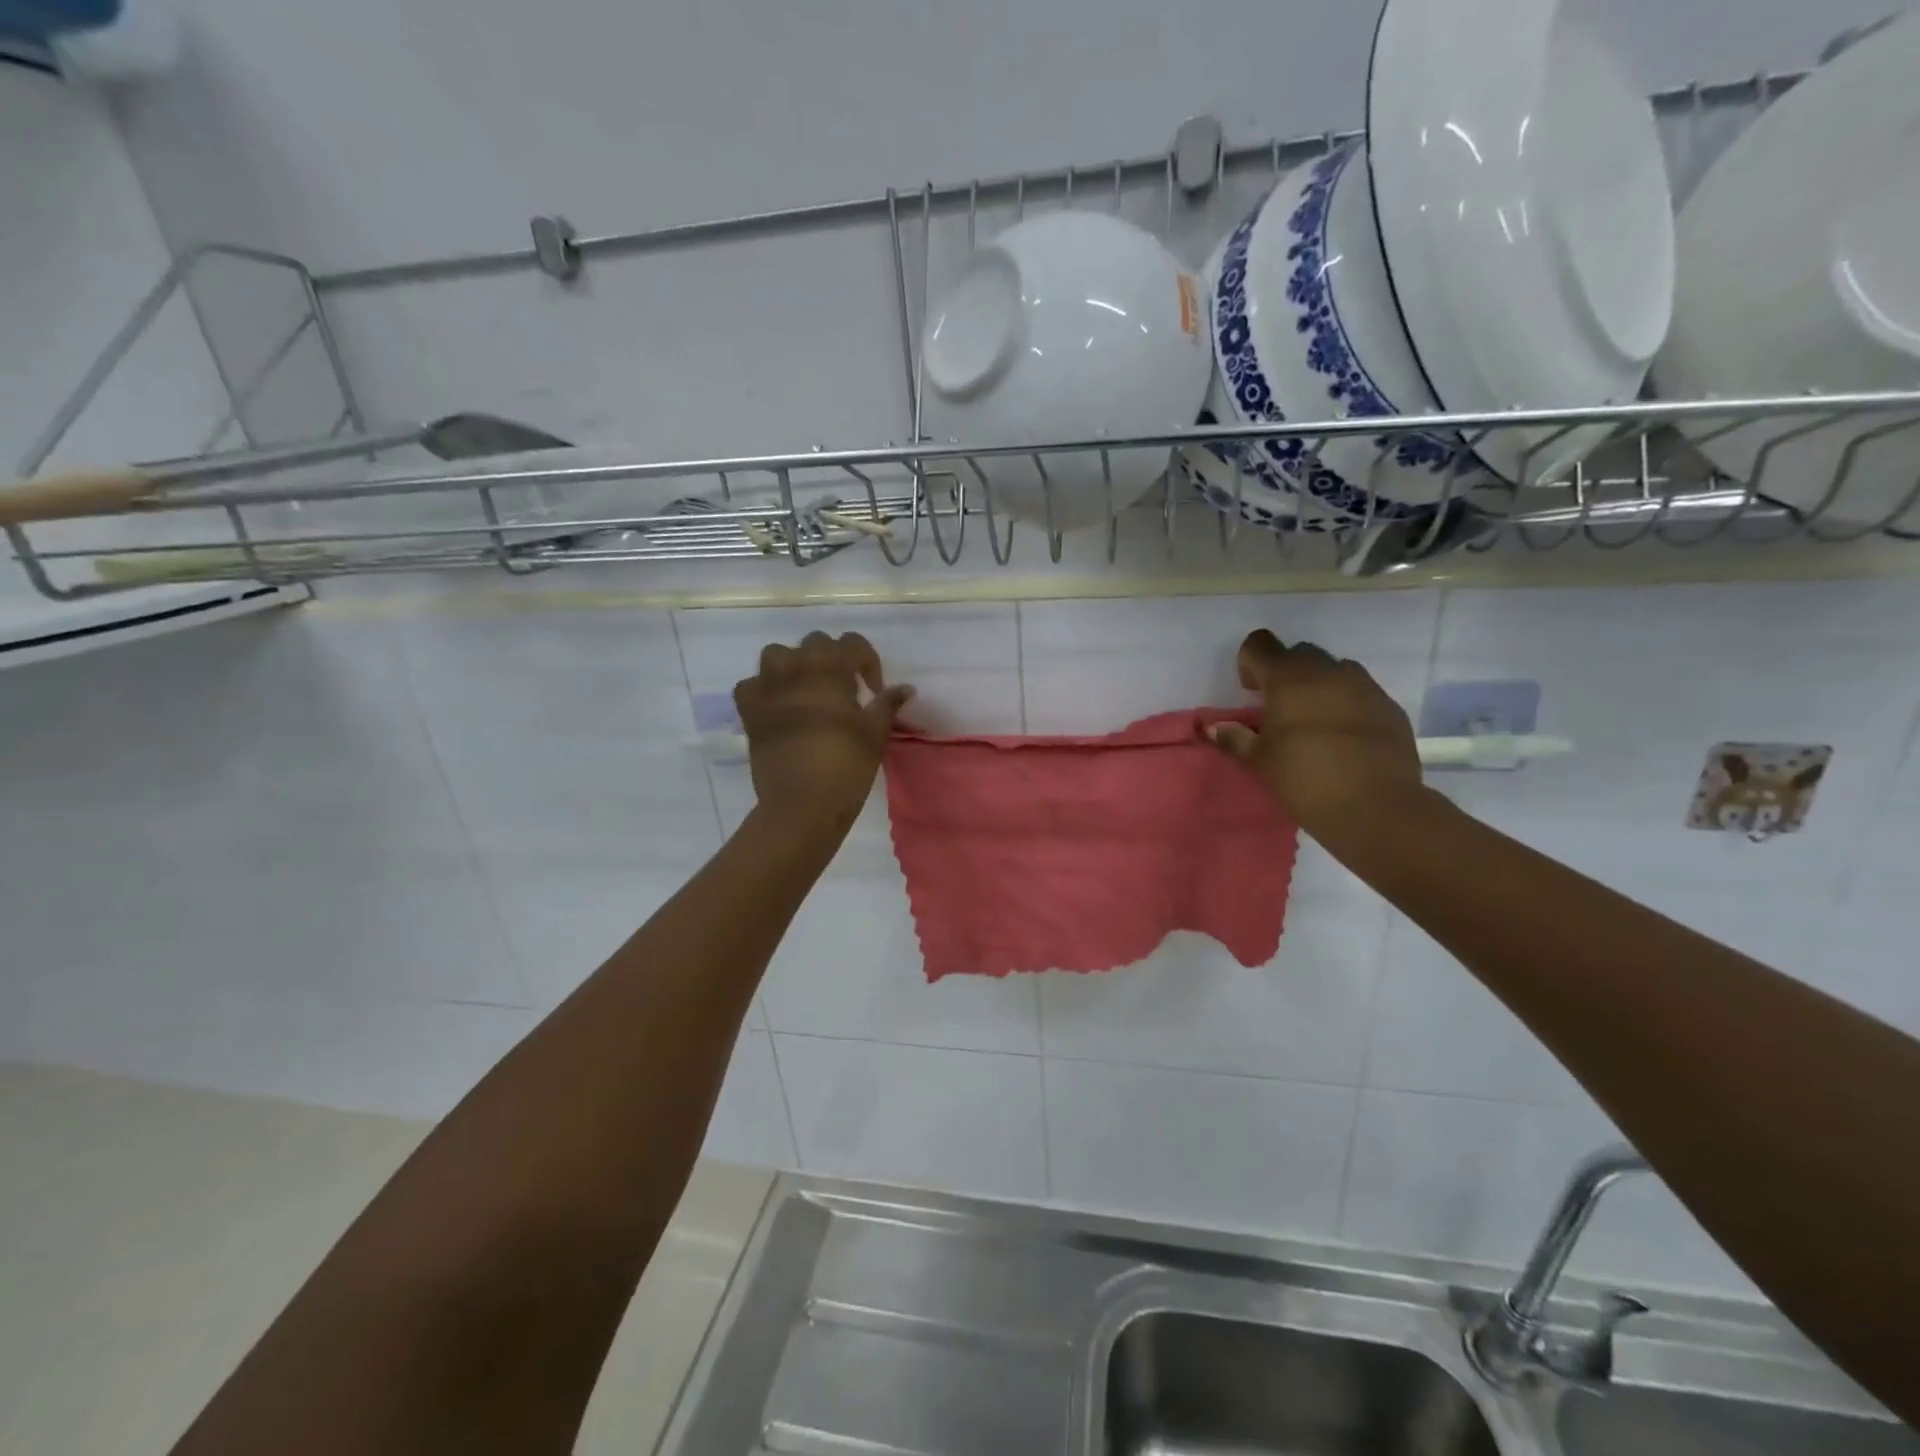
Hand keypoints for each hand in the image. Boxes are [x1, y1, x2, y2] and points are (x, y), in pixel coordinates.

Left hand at [734, 632, 914, 840]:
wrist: (801, 805)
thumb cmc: (845, 768)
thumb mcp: (875, 734)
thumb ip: (887, 705)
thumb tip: (905, 688)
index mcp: (830, 672)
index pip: (851, 643)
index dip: (868, 661)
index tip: (874, 690)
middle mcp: (795, 670)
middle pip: (815, 643)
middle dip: (833, 658)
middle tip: (844, 688)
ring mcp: (767, 689)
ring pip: (777, 654)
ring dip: (794, 664)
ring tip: (807, 688)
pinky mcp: (749, 711)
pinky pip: (750, 684)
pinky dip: (764, 689)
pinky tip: (778, 706)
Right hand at [1207, 629, 1423, 843]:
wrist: (1376, 806)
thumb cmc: (1305, 779)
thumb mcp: (1260, 761)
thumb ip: (1235, 738)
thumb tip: (1215, 727)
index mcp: (1288, 679)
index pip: (1260, 644)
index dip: (1250, 662)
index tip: (1251, 692)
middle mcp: (1327, 671)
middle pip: (1298, 653)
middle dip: (1285, 673)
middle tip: (1280, 709)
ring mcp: (1363, 685)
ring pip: (1333, 670)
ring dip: (1318, 685)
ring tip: (1314, 721)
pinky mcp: (1389, 705)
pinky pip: (1360, 691)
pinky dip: (1346, 703)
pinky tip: (1344, 737)